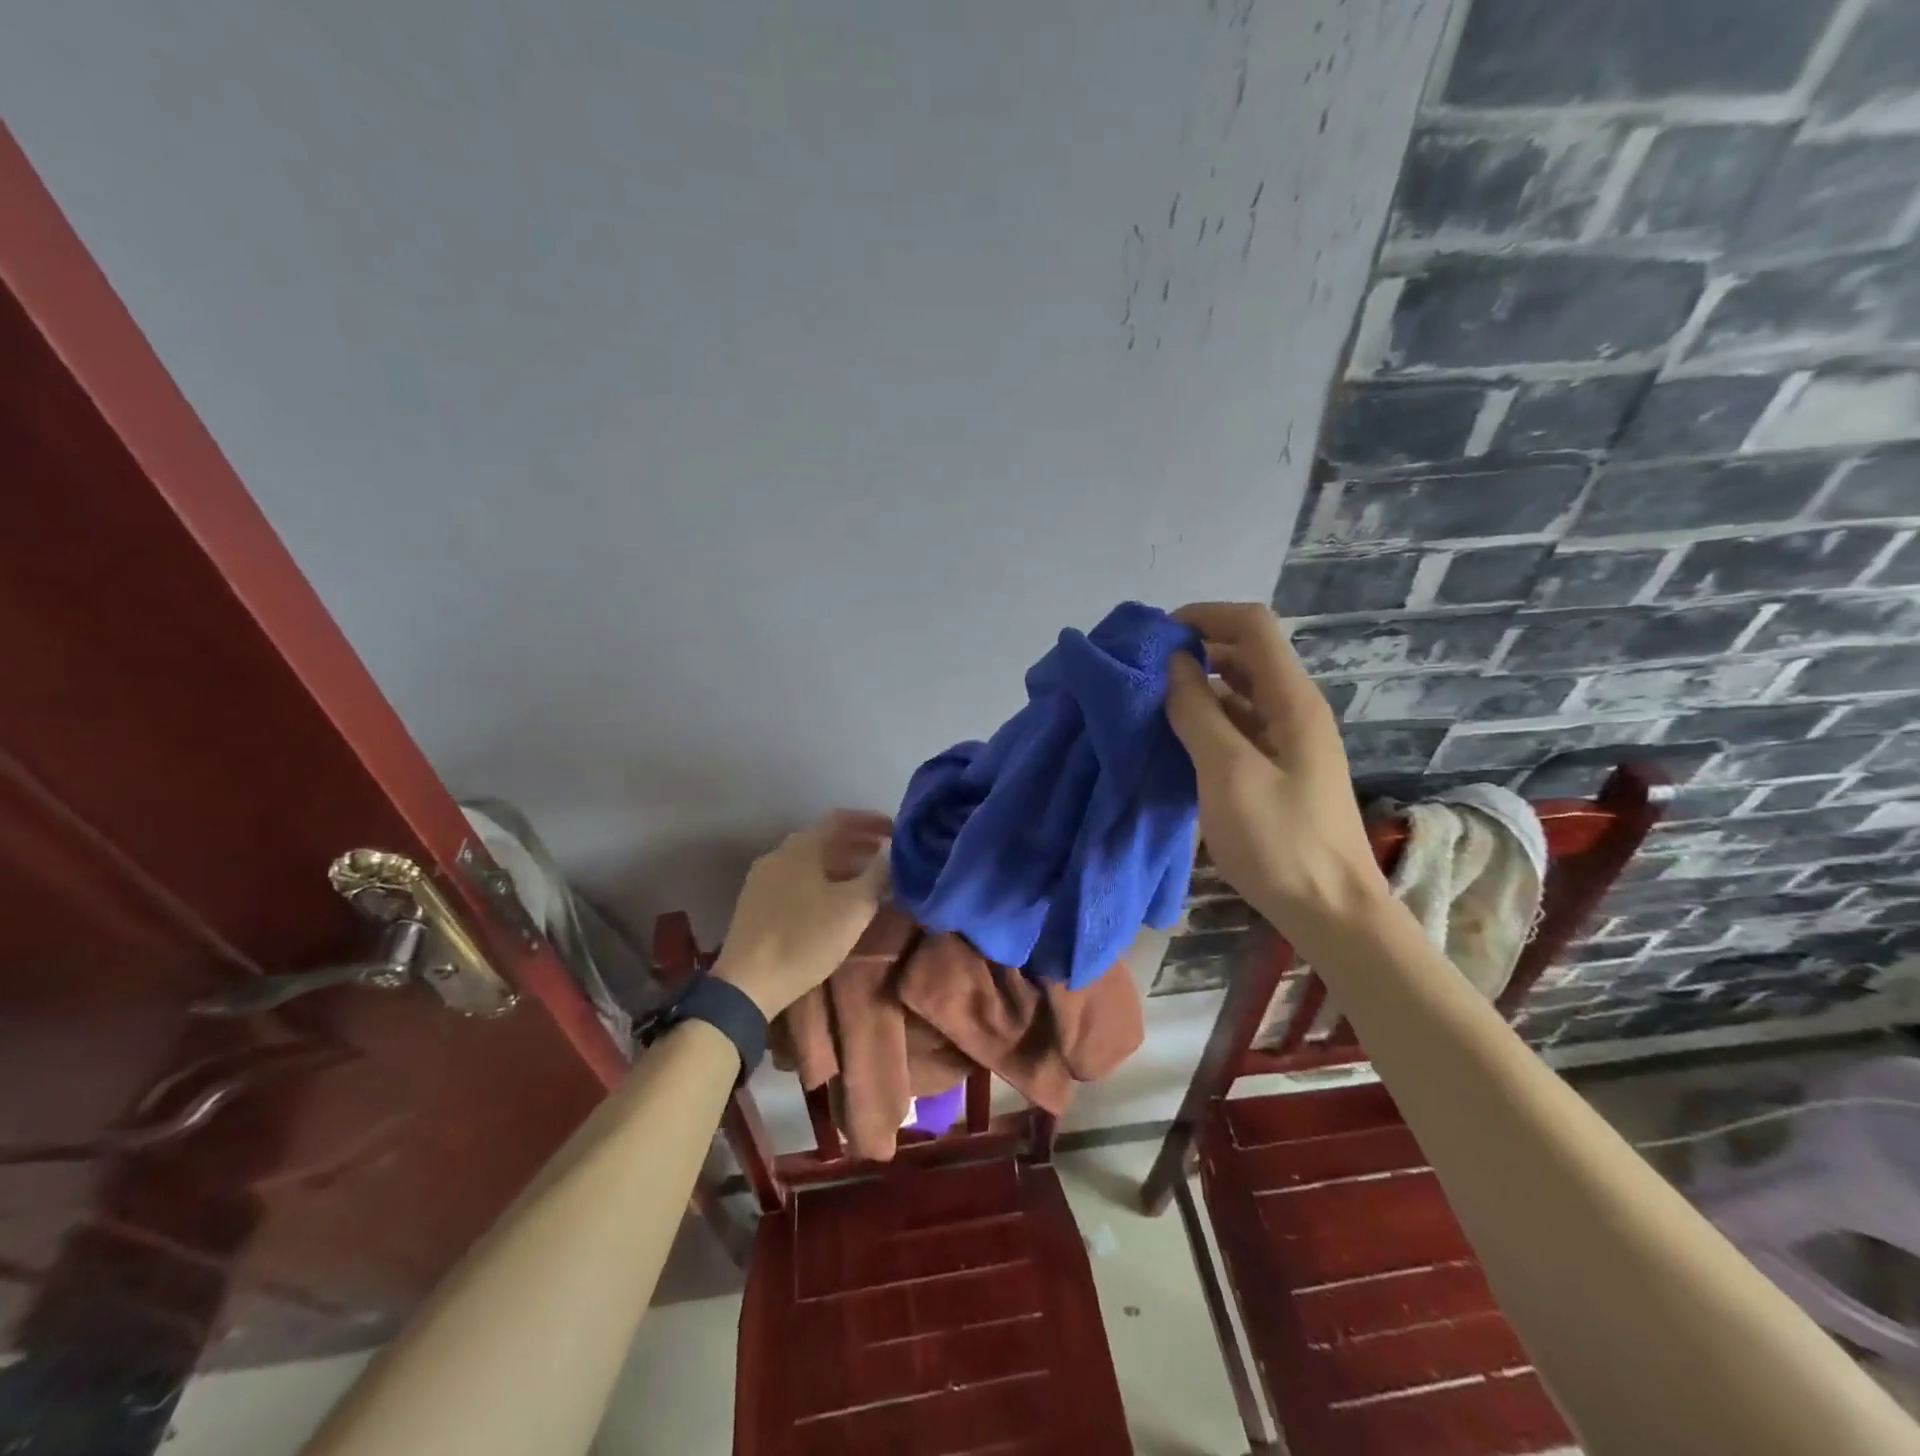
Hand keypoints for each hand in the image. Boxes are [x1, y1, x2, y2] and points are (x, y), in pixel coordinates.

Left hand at [712, 810, 891, 1017]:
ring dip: (841, 864)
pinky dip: (822, 881)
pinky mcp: (756, 903)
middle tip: (886, 856)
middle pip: (824, 839)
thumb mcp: (854, 907)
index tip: (896, 831)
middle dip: (859, 844)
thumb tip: (891, 852)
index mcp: (802, 847)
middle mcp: (779, 854)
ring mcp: (763, 879)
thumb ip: (877, 874)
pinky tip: (835, 902)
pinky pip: (797, 880)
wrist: (747, 984)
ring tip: (867, 881)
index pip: (841, 818)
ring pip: (810, 861)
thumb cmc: (805, 938)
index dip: (871, 820)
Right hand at [1164, 602, 1387, 943]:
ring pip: (1240, 691)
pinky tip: (1176, 740)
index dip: (1205, 616)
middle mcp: (1295, 710)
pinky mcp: (1279, 769)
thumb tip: (1174, 662)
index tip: (1156, 637)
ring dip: (1198, 687)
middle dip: (1195, 649)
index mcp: (1292, 701)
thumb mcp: (1228, 773)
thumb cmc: (1280, 841)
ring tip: (1150, 704)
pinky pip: (1240, 726)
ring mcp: (1289, 741)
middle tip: (1144, 671)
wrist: (1331, 912)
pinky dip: (1207, 721)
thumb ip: (1198, 712)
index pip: (1252, 625)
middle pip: (1246, 653)